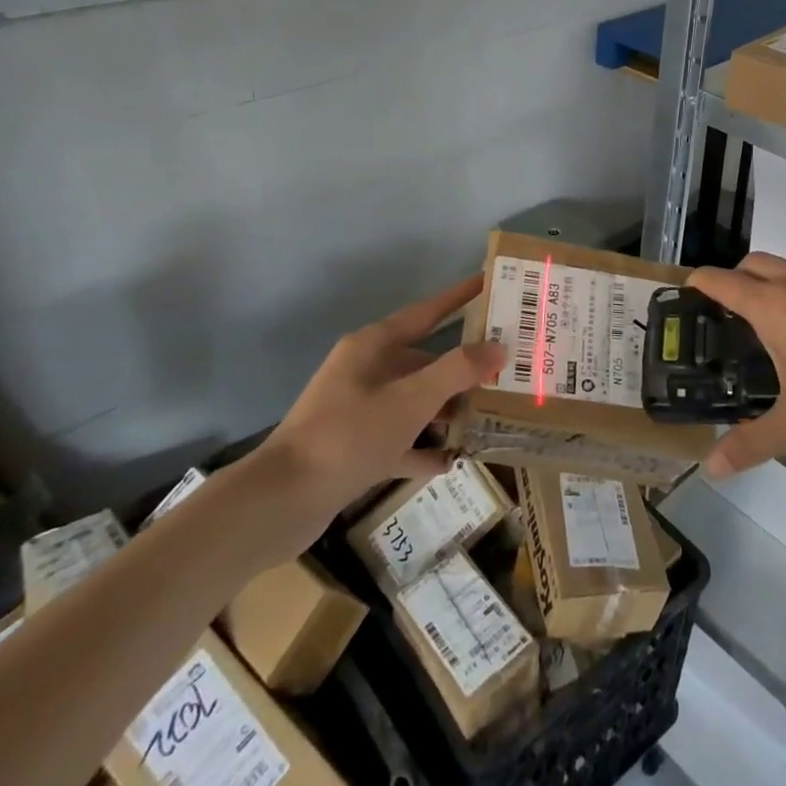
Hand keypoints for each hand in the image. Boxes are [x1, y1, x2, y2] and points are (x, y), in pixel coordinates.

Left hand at [252, 274, 504, 520]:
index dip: (458, 297)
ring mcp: (357, 410)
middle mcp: (365, 371)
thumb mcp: (410, 400)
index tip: (488, 283)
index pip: (426, 312)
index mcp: (373, 347)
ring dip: (446, 410)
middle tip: (505, 368)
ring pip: (413, 401)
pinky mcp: (352, 448)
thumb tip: (498, 347)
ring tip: (488, 416)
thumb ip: (457, 371)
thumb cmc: (349, 436)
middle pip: (423, 360)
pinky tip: (452, 460)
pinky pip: (398, 440)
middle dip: (462, 367)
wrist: (280, 502)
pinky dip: (422, 448)